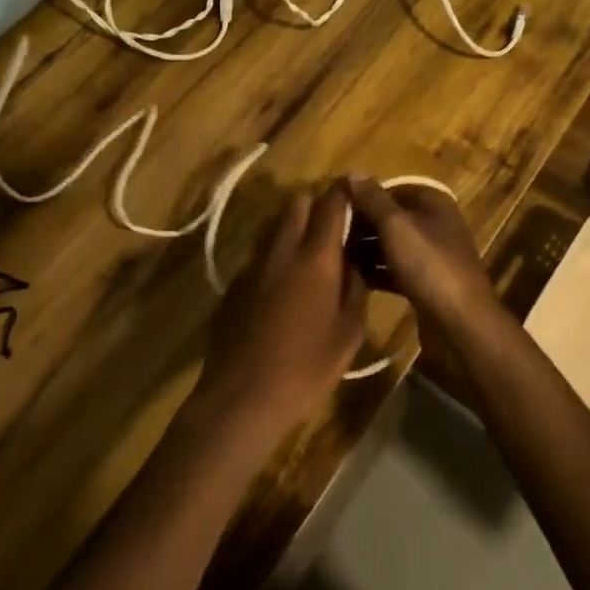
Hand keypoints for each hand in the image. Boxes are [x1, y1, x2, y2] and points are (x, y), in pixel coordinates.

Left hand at [196, 180, 365, 433]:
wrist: (241, 398)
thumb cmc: (305, 368)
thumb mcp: (348, 333)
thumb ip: (355, 289)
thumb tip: (354, 264)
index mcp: (315, 257)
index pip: (330, 204)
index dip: (345, 192)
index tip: (356, 192)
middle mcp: (281, 249)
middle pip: (297, 203)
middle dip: (316, 204)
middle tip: (333, 226)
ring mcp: (252, 264)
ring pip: (275, 225)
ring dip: (293, 227)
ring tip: (310, 254)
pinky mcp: (233, 283)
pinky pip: (259, 253)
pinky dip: (275, 255)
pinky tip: (282, 286)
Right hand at [345, 177, 497, 338]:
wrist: (460, 323)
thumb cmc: (428, 264)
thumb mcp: (396, 226)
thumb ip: (373, 199)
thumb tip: (353, 172)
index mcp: (433, 203)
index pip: (392, 189)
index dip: (364, 196)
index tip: (335, 208)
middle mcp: (435, 224)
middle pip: (391, 217)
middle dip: (363, 224)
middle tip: (331, 235)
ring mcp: (432, 256)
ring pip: (392, 245)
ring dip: (367, 249)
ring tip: (335, 255)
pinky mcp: (427, 283)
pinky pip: (396, 270)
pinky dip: (377, 271)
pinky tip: (353, 278)